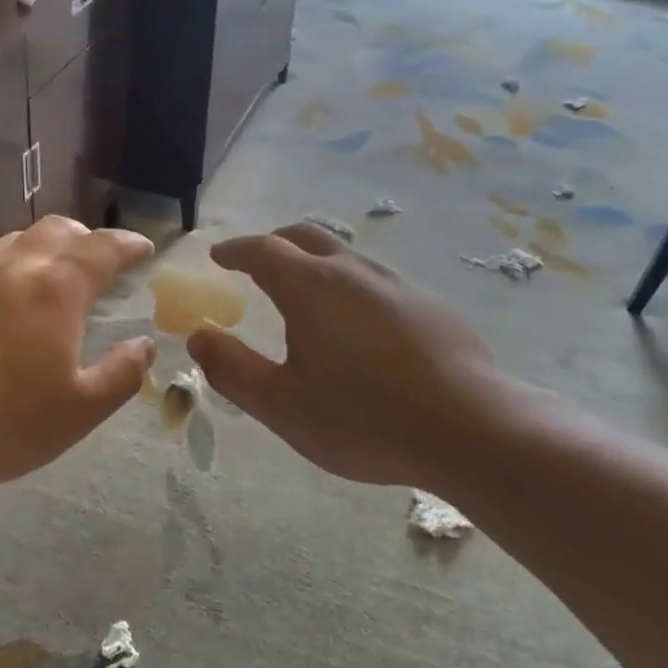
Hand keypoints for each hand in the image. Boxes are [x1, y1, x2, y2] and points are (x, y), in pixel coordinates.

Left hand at [0, 217, 155, 496]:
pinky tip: (3, 299)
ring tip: (55, 277)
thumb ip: (121, 375)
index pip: (103, 249)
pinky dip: (9, 266)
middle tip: (102, 263)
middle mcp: (14, 268)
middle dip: (88, 239)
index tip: (145, 249)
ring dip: (46, 248)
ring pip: (17, 241)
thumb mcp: (78, 412)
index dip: (129, 245)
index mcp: (56, 290)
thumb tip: (144, 346)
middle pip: (58, 230)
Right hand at [187, 223, 508, 488]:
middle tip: (256, 263)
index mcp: (311, 287)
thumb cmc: (362, 419)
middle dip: (274, 243)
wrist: (469, 430)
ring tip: (303, 291)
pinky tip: (356, 325)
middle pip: (306, 237)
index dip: (236, 250)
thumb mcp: (281, 405)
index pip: (263, 250)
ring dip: (315, 261)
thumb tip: (198, 336)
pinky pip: (375, 280)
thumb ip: (232, 369)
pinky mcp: (429, 306)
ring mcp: (397, 284)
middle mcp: (353, 271)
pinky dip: (349, 285)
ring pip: (345, 255)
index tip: (219, 255)